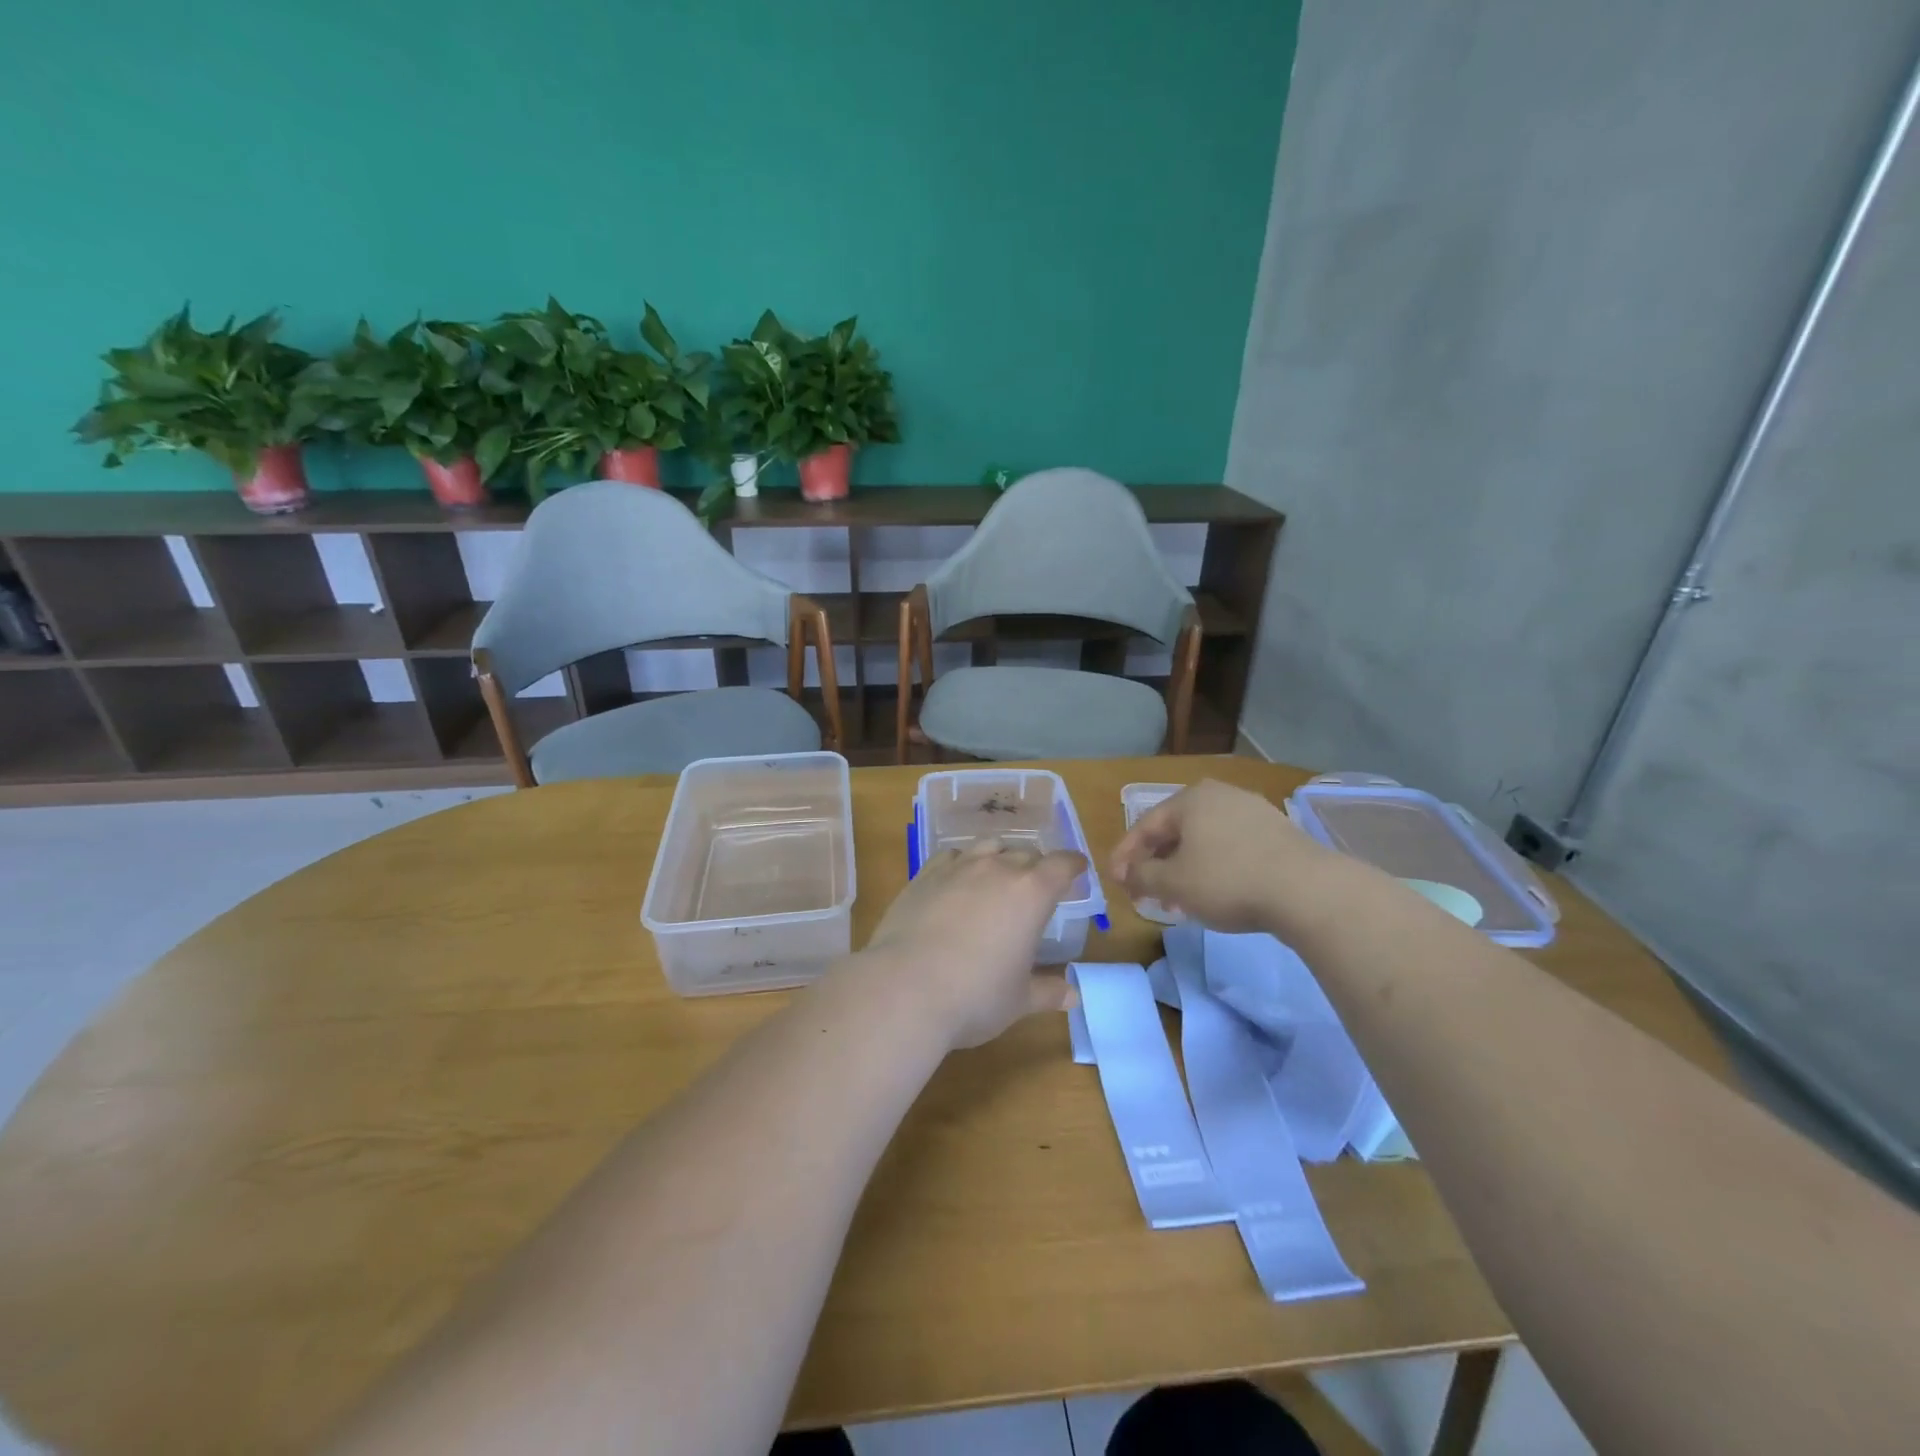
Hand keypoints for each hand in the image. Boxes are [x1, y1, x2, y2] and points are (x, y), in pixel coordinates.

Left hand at [862, 840, 1087, 1049]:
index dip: (1073, 865)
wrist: (905, 987)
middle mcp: (997, 869)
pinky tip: (957, 880)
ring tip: (998, 875)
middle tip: (1037, 886)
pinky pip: (951, 856)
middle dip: (1036, 866)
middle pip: (1026, 853)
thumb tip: (1073, 996)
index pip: (1062, 865)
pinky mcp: (923, 875)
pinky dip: (962, 863)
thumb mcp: (1018, 1000)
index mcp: (1031, 893)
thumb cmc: (975, 996)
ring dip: (1000, 857)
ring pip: (988, 847)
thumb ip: (1047, 992)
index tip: (1078, 868)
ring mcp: (957, 868)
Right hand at [1110, 779, 1339, 934]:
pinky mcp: (1278, 832)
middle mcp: (1220, 795)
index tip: (1117, 883)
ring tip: (1179, 901)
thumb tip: (1127, 874)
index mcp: (1190, 799)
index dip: (1125, 856)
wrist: (1307, 891)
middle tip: (1146, 894)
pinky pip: (1231, 847)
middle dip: (1156, 864)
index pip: (1145, 826)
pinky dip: (1214, 867)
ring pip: (1204, 840)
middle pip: (1175, 831)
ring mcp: (1253, 811)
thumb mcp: (1173, 884)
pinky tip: (1215, 893)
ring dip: (1185, 869)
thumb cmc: (1228, 880)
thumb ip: (1141, 876)